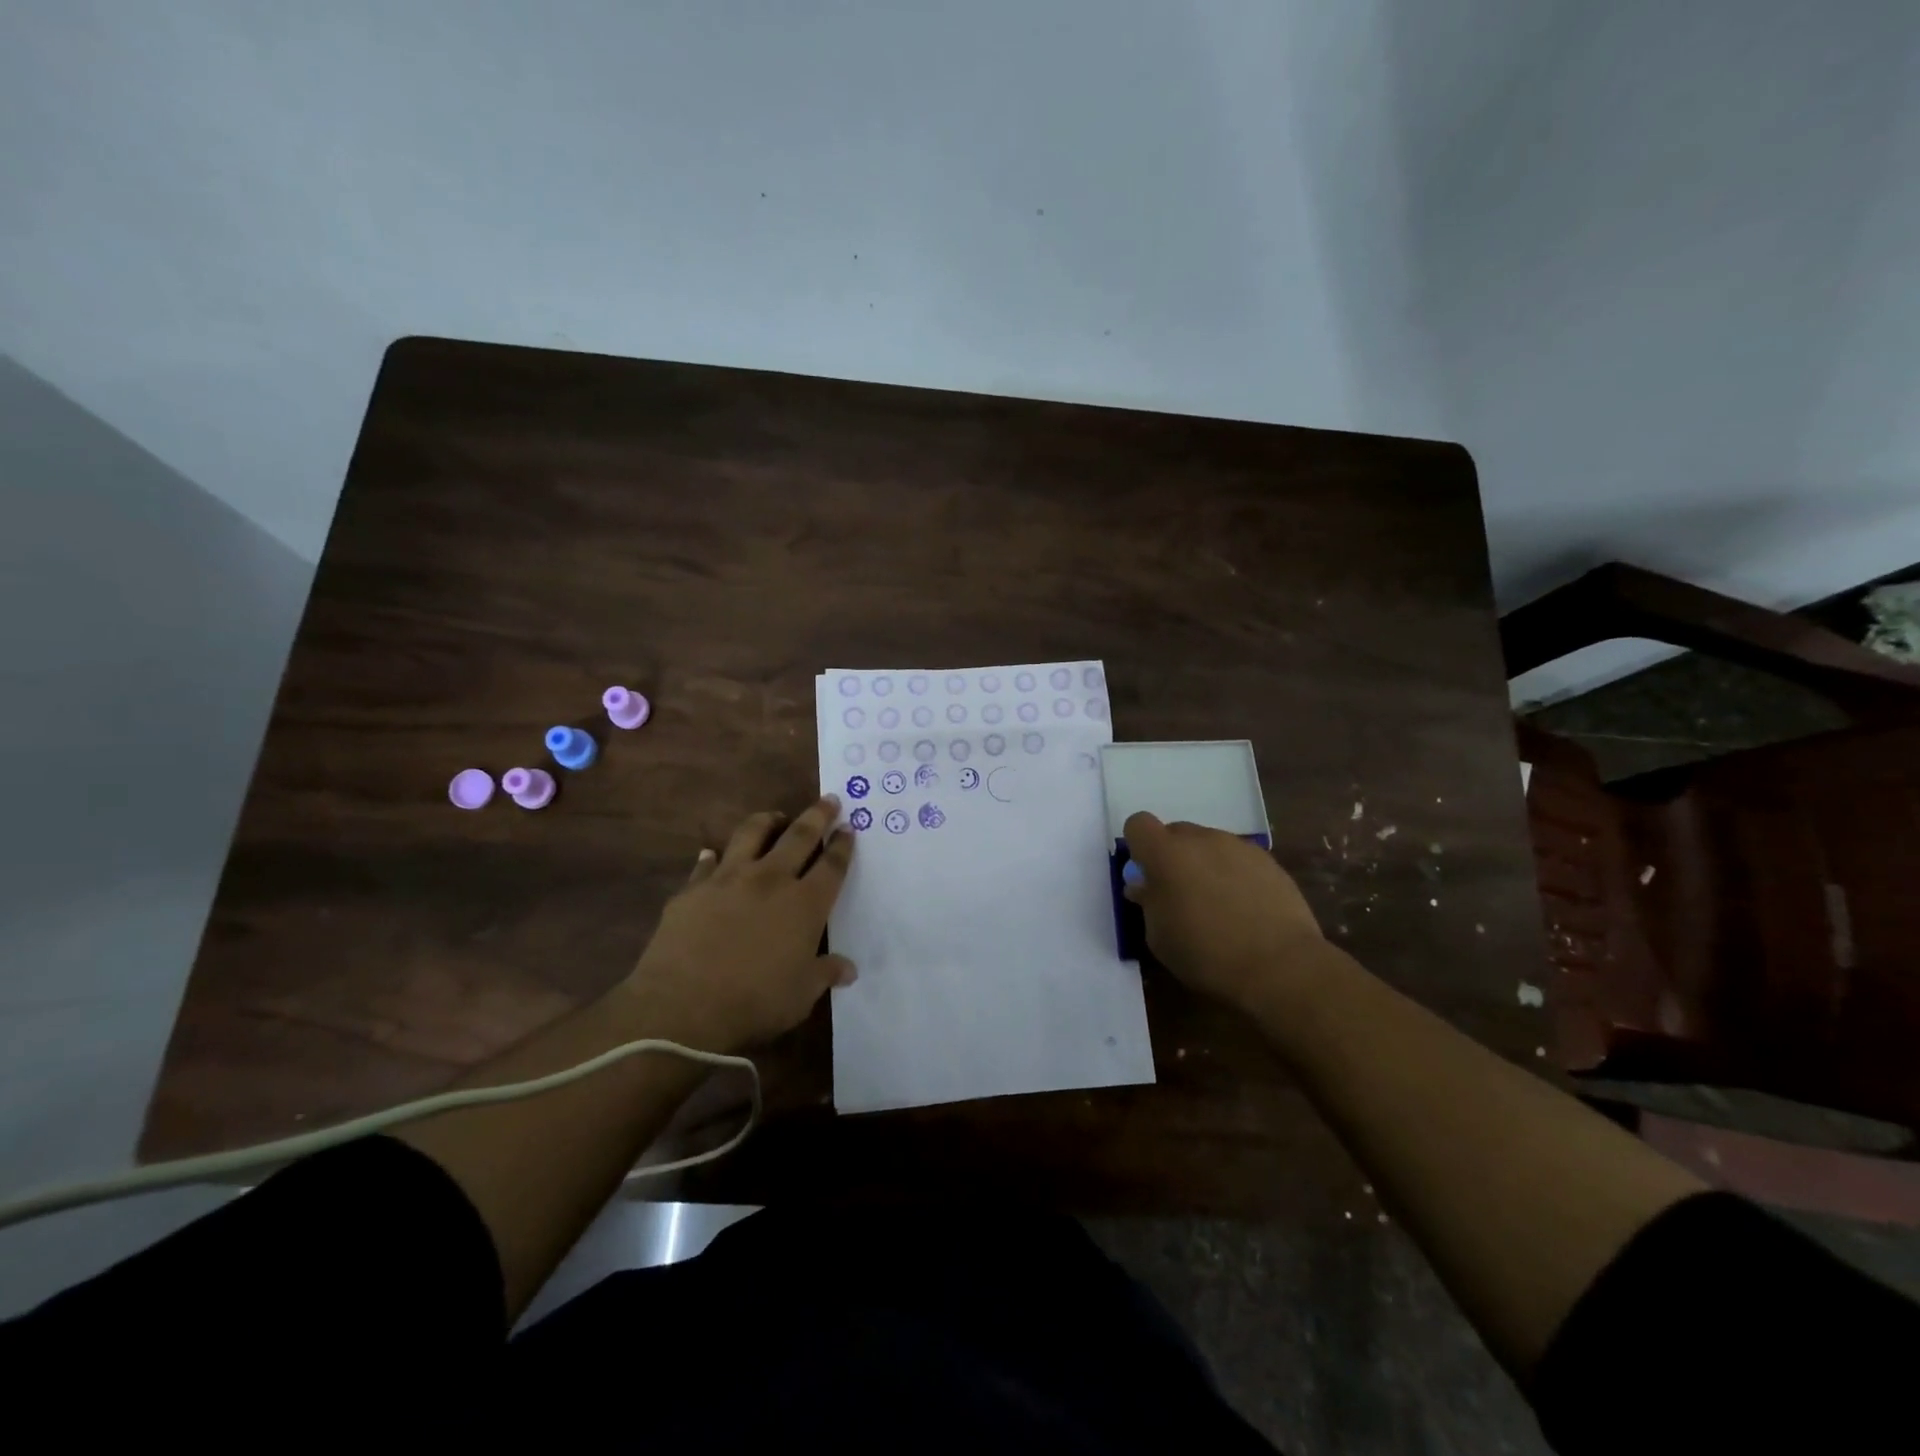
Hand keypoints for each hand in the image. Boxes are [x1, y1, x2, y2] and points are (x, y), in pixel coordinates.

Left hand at [621, 796, 855, 1051]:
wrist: (682, 1006)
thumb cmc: (754, 1002)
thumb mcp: (801, 995)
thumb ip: (825, 974)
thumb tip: (848, 969)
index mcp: (804, 904)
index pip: (831, 866)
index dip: (842, 846)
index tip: (849, 828)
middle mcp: (770, 880)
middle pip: (799, 836)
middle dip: (817, 816)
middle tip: (828, 800)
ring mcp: (728, 879)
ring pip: (751, 833)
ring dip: (768, 821)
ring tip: (775, 817)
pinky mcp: (692, 889)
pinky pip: (706, 863)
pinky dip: (713, 856)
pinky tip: (712, 854)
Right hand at [1122, 811, 1326, 1010]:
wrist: (1281, 966)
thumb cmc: (1207, 954)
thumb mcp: (1159, 937)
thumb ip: (1148, 903)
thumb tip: (1145, 886)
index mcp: (1166, 854)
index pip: (1138, 824)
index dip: (1138, 846)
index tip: (1146, 875)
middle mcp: (1201, 839)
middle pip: (1176, 833)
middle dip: (1172, 856)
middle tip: (1180, 894)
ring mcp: (1238, 846)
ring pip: (1209, 845)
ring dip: (1204, 864)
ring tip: (1218, 904)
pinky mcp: (1268, 861)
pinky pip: (1237, 858)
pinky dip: (1233, 874)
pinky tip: (1245, 908)